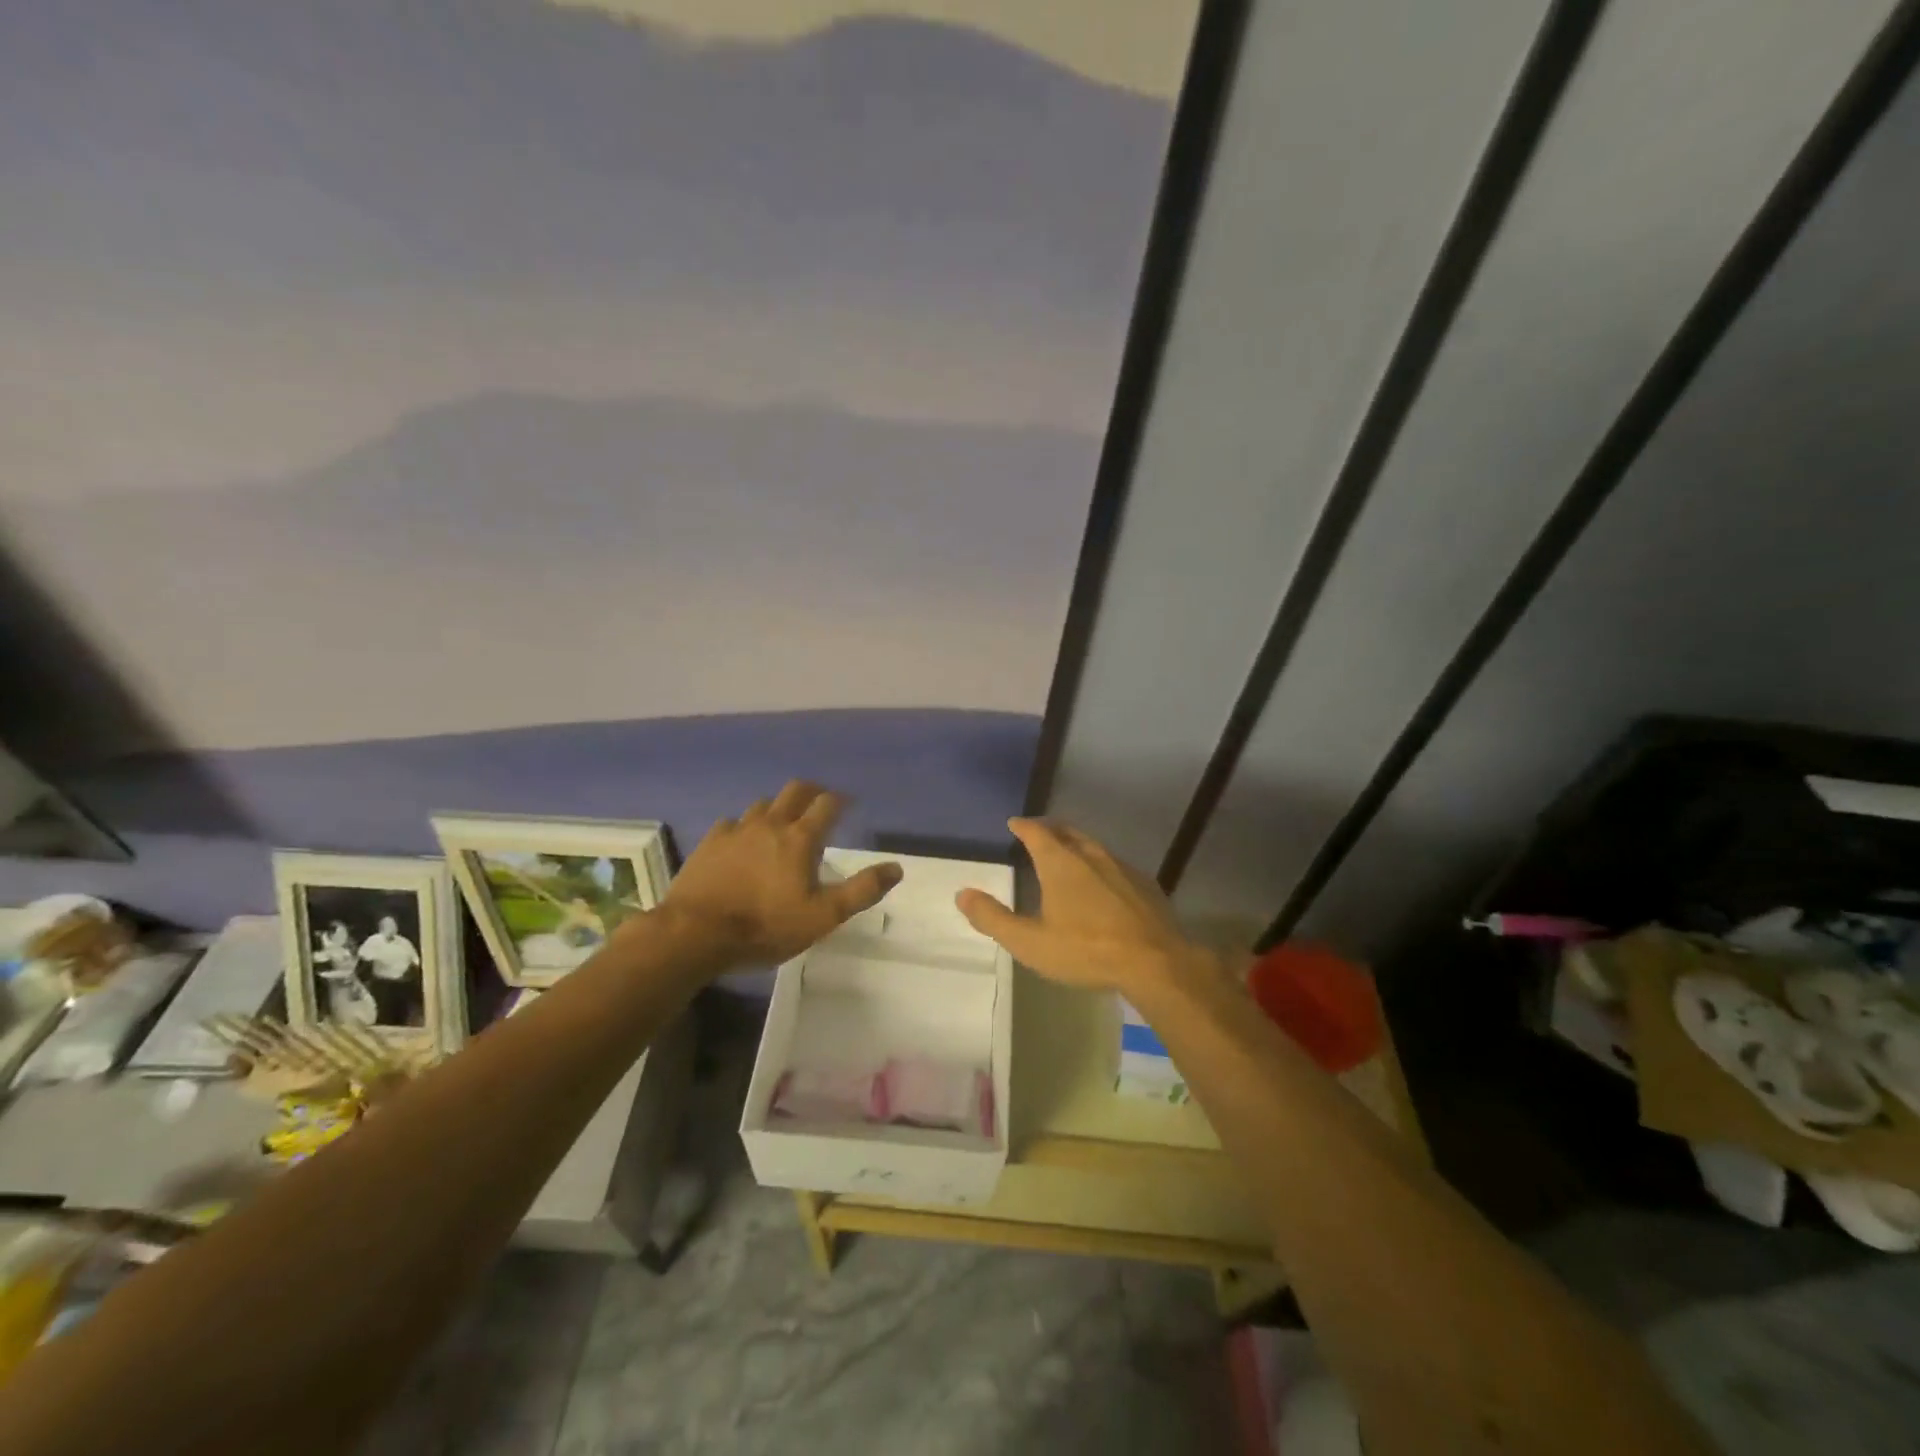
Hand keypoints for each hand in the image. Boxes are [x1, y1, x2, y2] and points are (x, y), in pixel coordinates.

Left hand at [661, 781, 901, 964]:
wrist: (695, 934)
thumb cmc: (765, 927)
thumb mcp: (823, 916)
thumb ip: (861, 890)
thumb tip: (896, 868)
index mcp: (801, 838)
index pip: (828, 804)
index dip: (841, 800)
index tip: (848, 804)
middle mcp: (770, 823)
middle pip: (795, 791)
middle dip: (812, 791)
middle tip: (819, 802)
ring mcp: (737, 830)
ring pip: (763, 804)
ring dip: (779, 808)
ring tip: (782, 823)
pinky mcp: (710, 842)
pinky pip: (733, 823)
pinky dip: (746, 826)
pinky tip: (743, 842)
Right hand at [954, 818, 1213, 995]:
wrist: (1155, 962)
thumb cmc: (1086, 950)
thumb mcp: (1030, 942)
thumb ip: (993, 918)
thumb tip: (962, 894)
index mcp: (1060, 863)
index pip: (1037, 833)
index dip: (1024, 826)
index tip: (1014, 823)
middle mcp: (1091, 855)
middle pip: (1067, 832)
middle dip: (1050, 829)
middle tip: (1039, 831)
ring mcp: (1121, 867)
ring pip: (1093, 846)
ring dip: (1076, 844)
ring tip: (1068, 852)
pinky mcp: (1145, 884)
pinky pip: (1115, 864)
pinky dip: (1101, 865)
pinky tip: (1103, 882)